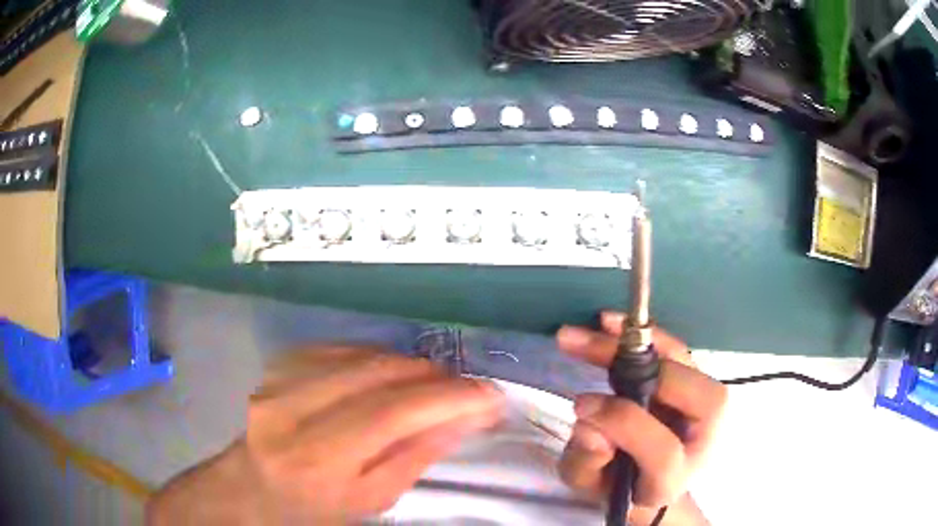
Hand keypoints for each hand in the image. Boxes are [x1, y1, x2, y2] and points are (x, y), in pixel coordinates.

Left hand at [147, 346, 504, 524]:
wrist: (256, 484)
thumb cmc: (317, 506)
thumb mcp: (372, 499)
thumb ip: (415, 456)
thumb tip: (465, 417)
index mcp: (316, 458)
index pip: (390, 414)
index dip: (444, 399)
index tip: (489, 395)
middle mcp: (291, 410)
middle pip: (376, 374)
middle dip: (433, 376)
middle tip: (466, 387)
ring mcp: (280, 379)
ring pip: (361, 354)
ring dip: (408, 364)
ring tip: (435, 381)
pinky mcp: (280, 364)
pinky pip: (341, 347)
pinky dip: (377, 356)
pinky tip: (392, 372)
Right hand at [556, 312, 726, 523]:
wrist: (647, 481)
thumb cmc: (616, 487)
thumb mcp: (589, 486)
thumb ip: (586, 463)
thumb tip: (589, 424)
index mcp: (675, 478)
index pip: (664, 451)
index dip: (625, 424)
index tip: (581, 404)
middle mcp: (704, 440)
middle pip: (693, 396)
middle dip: (638, 367)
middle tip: (582, 345)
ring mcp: (706, 410)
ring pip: (687, 365)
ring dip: (642, 341)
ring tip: (599, 324)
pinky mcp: (696, 385)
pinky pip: (678, 354)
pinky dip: (650, 336)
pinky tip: (617, 324)